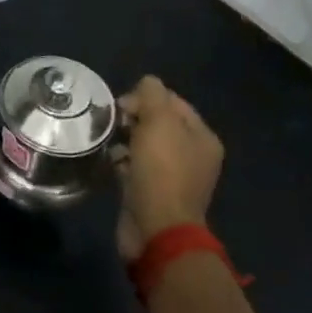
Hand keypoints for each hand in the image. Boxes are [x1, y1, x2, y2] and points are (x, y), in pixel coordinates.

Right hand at [116, 76, 224, 260]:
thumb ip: (152, 94)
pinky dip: (123, 161)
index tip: (124, 106)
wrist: (156, 229)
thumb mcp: (158, 122)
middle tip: (115, 122)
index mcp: (202, 137)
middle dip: (134, 117)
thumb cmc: (161, 170)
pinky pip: (136, 166)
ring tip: (109, 141)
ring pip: (145, 144)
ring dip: (126, 138)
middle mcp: (192, 155)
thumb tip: (147, 83)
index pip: (173, 101)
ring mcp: (173, 176)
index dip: (146, 97)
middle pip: (158, 122)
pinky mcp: (153, 192)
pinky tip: (111, 162)